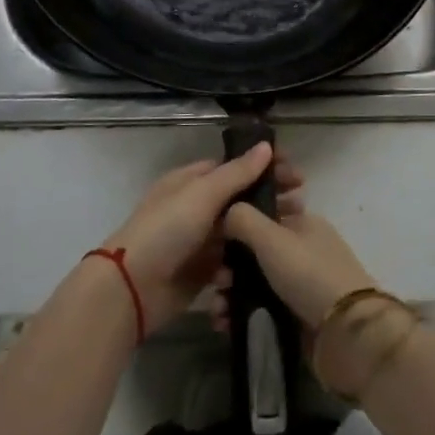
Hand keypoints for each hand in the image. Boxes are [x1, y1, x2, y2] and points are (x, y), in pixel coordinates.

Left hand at [103, 145, 304, 331]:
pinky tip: (271, 259)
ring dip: (264, 228)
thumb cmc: (166, 230)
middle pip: (240, 197)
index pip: (234, 166)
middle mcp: (195, 207)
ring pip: (239, 229)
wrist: (132, 288)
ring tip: (294, 230)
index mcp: (191, 181)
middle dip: (270, 197)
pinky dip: (249, 258)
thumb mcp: (202, 195)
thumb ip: (236, 173)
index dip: (264, 166)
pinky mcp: (203, 270)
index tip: (294, 170)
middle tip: (302, 202)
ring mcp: (199, 240)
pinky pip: (232, 260)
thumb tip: (266, 146)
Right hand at [217, 196, 373, 327]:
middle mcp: (302, 249)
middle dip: (229, 266)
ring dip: (231, 293)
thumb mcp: (272, 238)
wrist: (346, 332)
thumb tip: (226, 211)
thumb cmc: (308, 274)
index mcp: (302, 223)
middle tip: (216, 282)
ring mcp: (301, 283)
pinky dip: (242, 314)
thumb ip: (244, 219)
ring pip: (255, 281)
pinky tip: (225, 324)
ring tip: (217, 310)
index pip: (262, 214)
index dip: (235, 226)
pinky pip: (261, 308)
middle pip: (255, 251)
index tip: (213, 242)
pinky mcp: (297, 314)